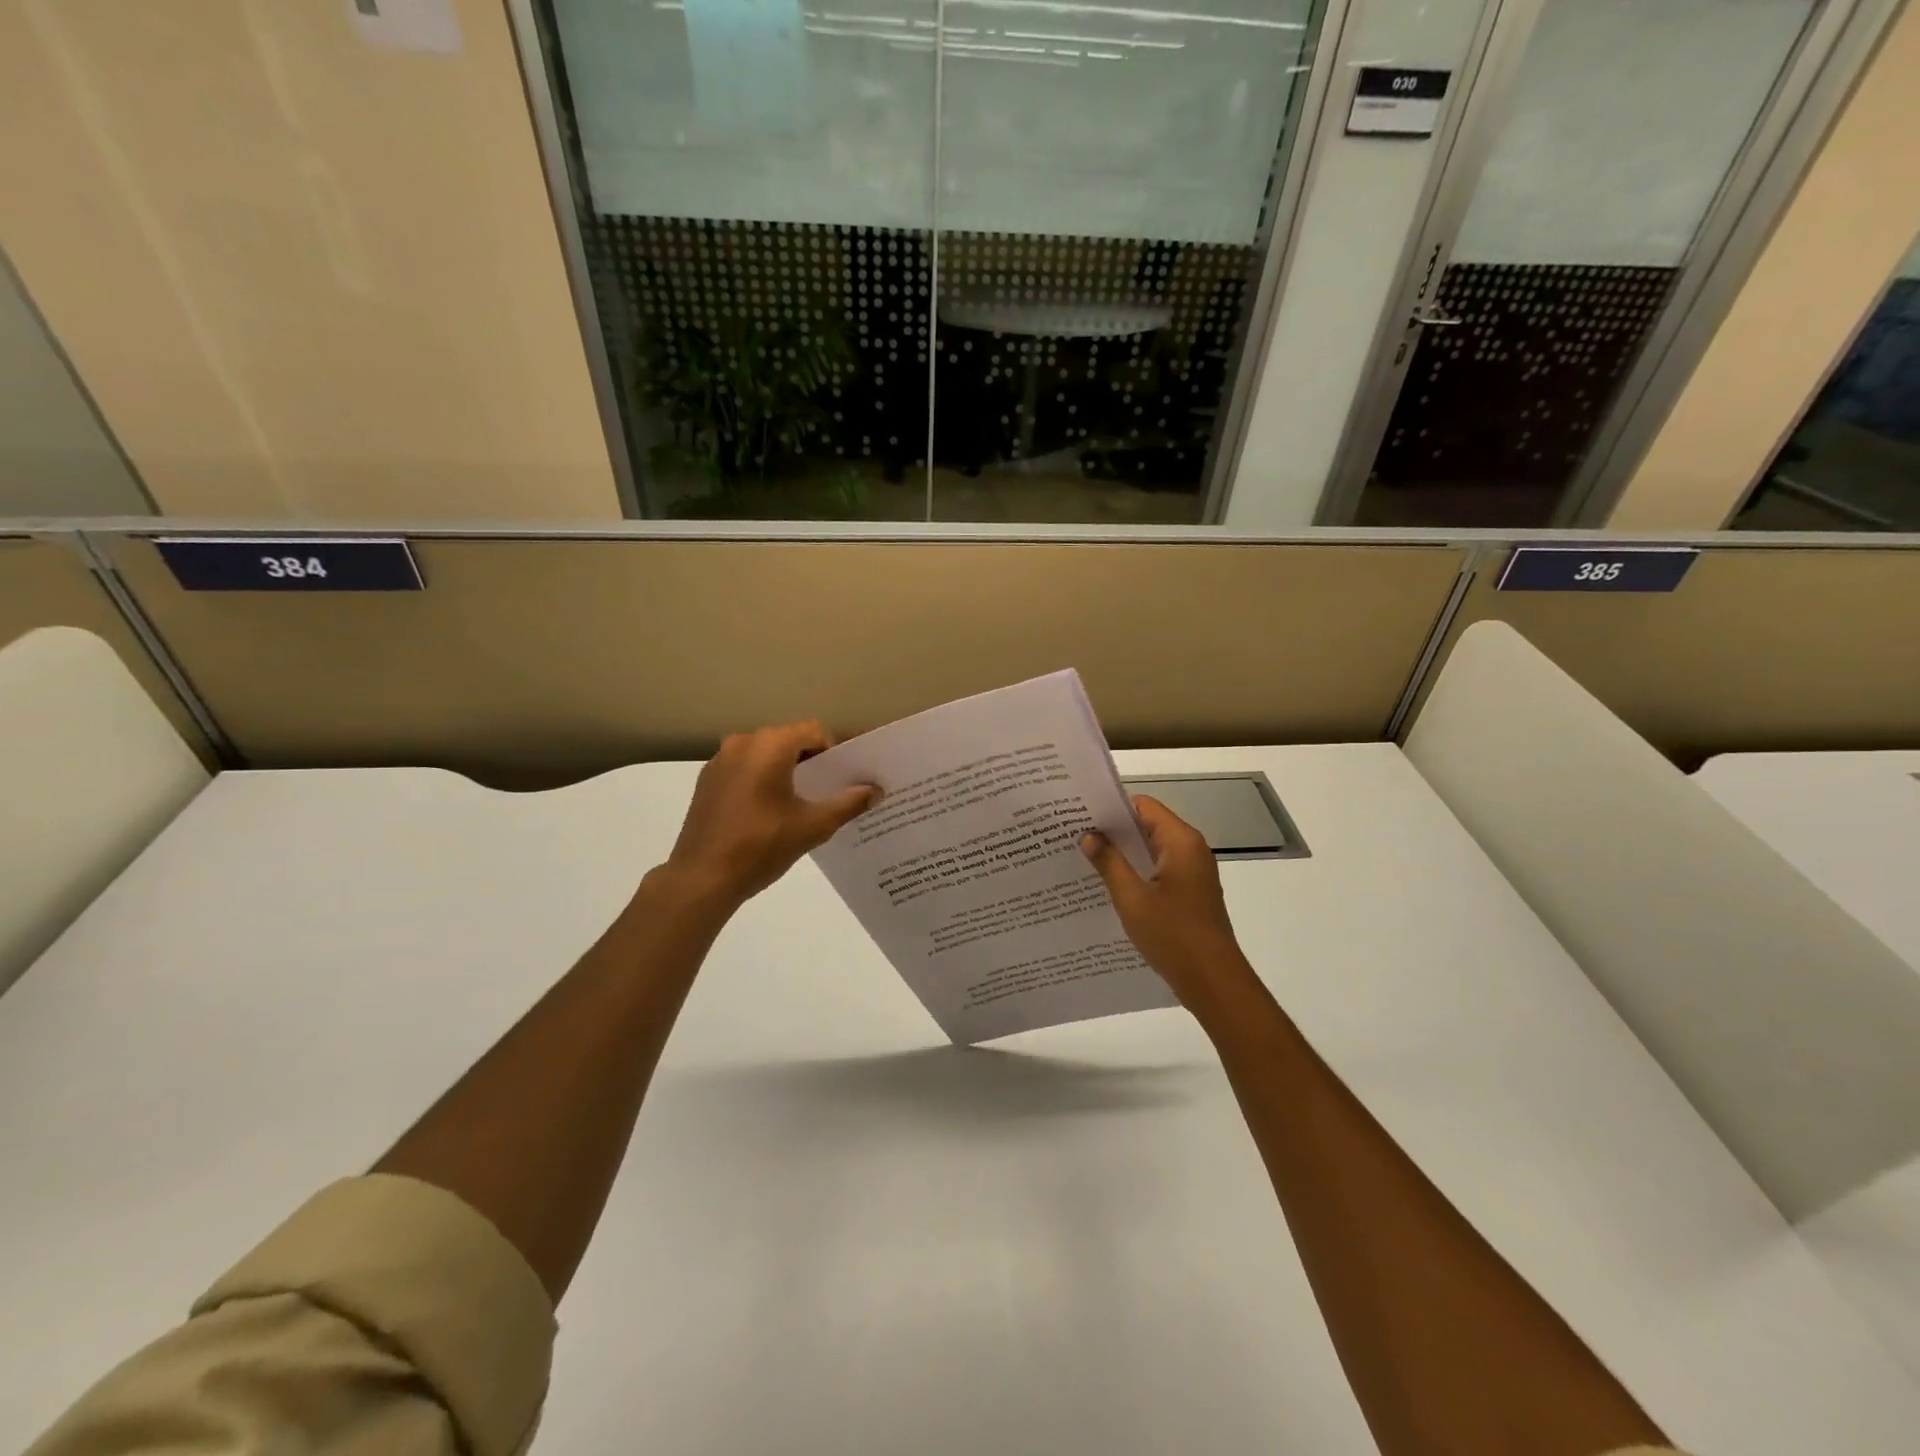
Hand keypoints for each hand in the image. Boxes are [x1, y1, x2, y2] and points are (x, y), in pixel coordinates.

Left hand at [661, 722, 874, 909]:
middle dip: (812, 760)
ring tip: (802, 803)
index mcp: (769, 745)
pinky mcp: (707, 781)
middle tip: (831, 790)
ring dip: (787, 770)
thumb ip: (848, 803)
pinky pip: (745, 768)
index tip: (846, 778)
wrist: (701, 878)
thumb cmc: (761, 846)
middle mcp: (742, 743)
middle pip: (789, 740)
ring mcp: (720, 760)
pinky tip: (770, 811)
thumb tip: (877, 790)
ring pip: (766, 754)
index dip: (835, 751)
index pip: (814, 731)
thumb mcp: (813, 826)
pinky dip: (762, 780)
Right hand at [1081, 796, 1259, 1010]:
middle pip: (1148, 826)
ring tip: (1085, 858)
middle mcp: (1191, 850)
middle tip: (1075, 835)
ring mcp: (1193, 873)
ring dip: (1123, 853)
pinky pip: (1158, 871)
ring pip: (1152, 850)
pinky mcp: (1190, 894)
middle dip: (1114, 831)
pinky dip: (1136, 872)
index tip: (1081, 814)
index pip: (1143, 806)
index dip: (1112, 807)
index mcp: (1181, 842)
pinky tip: (1109, 885)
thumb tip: (1089, 835)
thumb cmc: (1173, 935)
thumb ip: (1109, 862)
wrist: (1213, 982)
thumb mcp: (1132, 898)